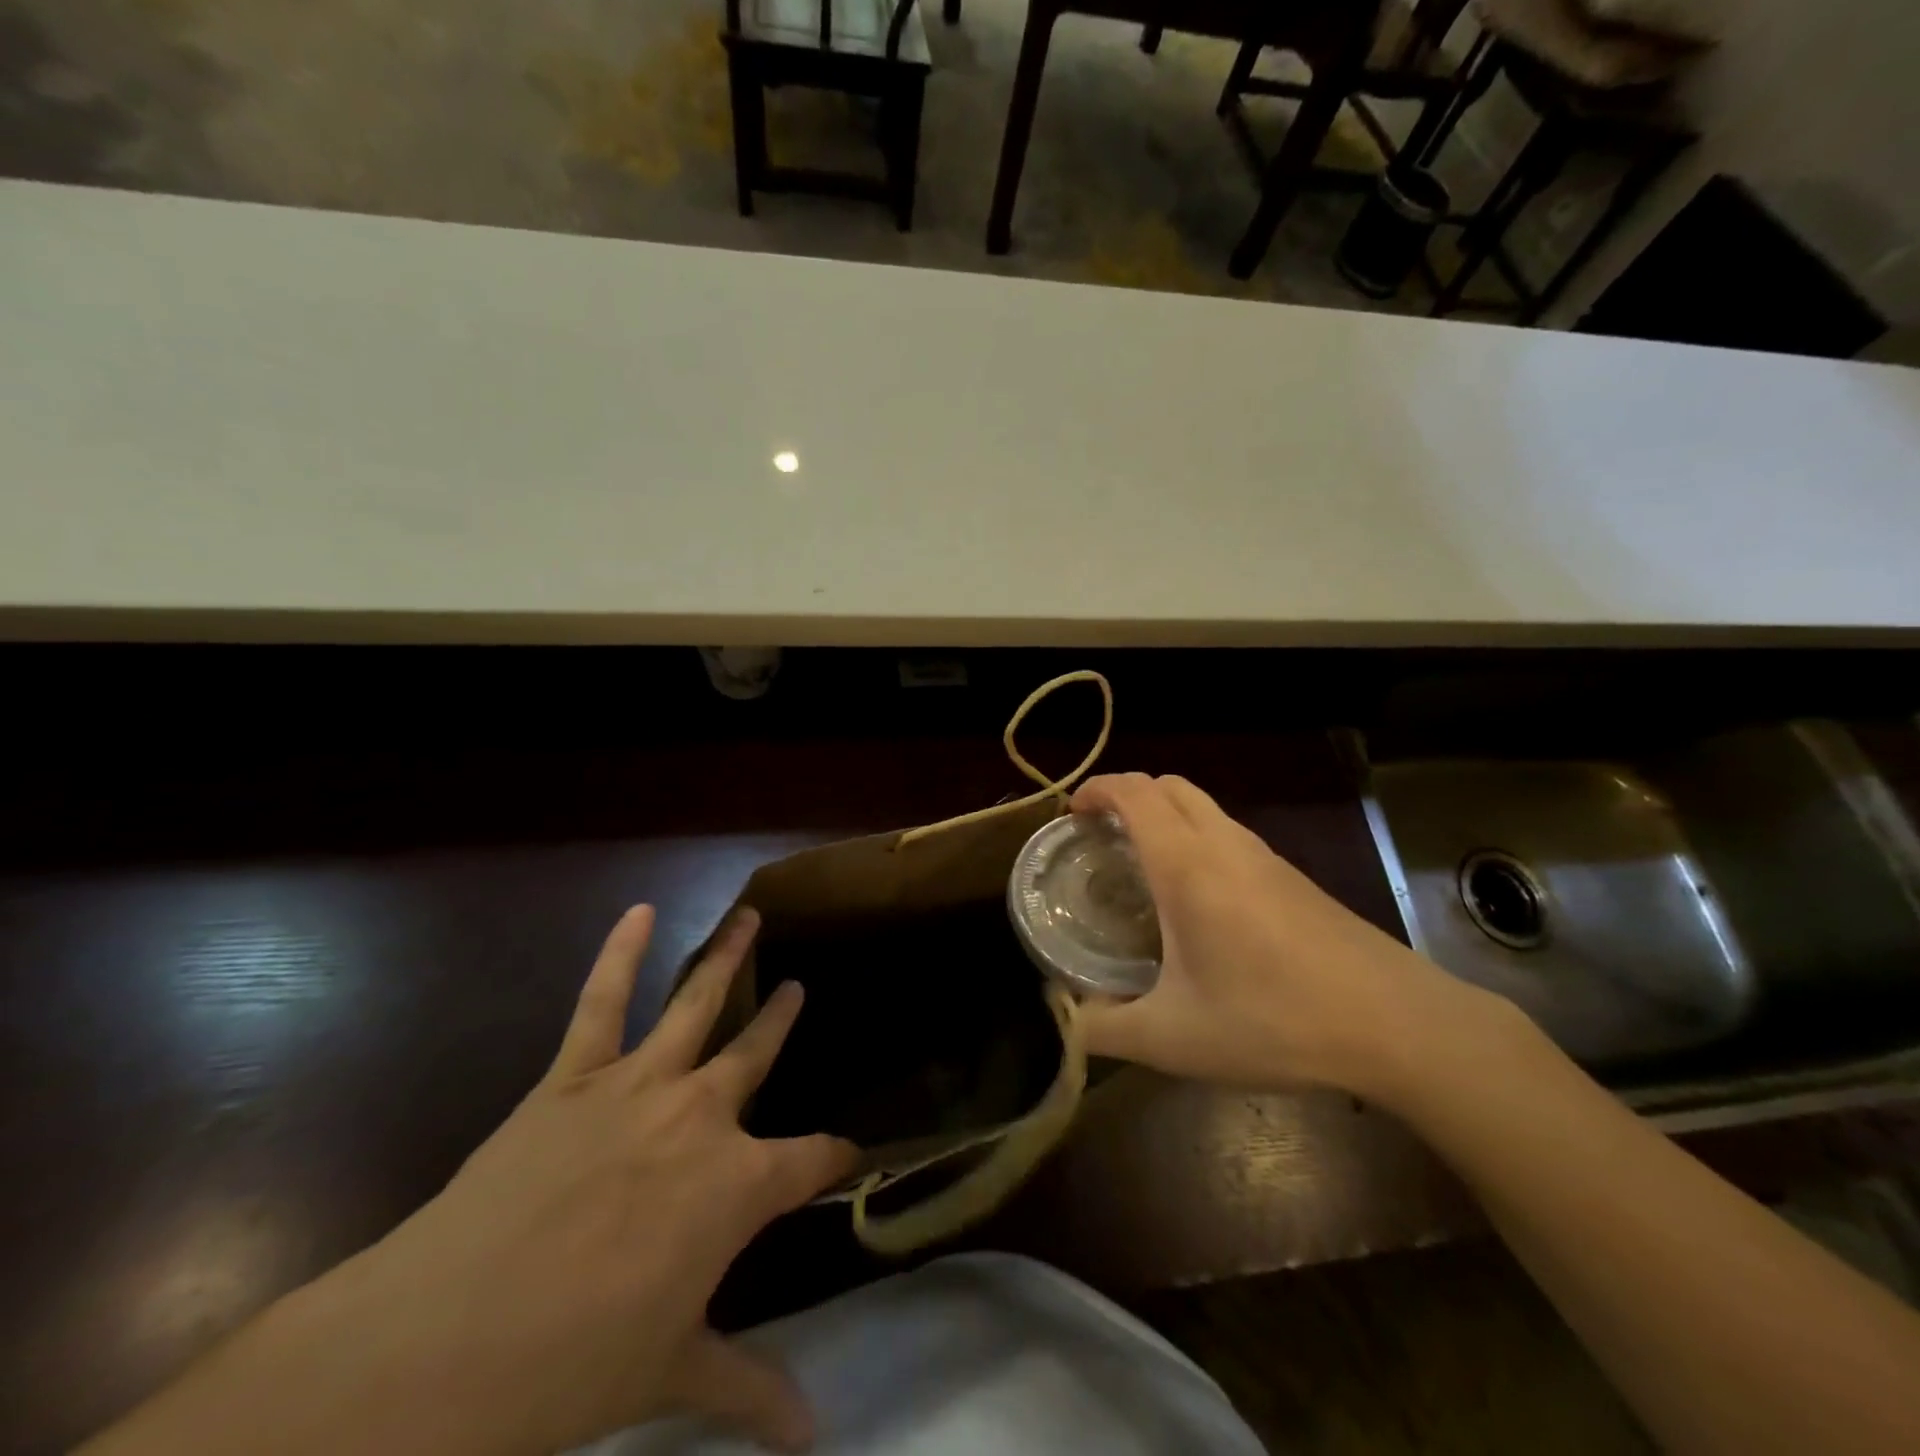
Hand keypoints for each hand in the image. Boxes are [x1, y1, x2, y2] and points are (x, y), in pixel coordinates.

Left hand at [87, 906, 855, 1455]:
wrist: (445, 1346)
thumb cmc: (575, 1365)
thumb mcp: (672, 1373)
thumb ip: (750, 1389)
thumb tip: (816, 1436)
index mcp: (739, 1184)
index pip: (814, 1158)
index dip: (836, 1156)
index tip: (849, 1153)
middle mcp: (703, 1115)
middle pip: (757, 1054)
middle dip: (781, 1020)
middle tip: (797, 988)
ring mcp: (639, 1084)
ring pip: (696, 1003)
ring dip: (725, 957)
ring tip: (749, 917)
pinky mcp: (574, 1075)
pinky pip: (600, 1000)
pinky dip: (620, 952)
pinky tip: (640, 912)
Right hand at [1071, 773, 1483, 1097]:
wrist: (1395, 1023)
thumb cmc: (1273, 1018)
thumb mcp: (1173, 1038)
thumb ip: (1104, 1029)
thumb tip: (1062, 1021)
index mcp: (1187, 864)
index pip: (1134, 793)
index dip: (1096, 789)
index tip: (1070, 814)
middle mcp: (1225, 844)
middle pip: (1169, 786)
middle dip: (1127, 795)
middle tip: (1100, 835)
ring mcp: (1265, 857)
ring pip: (1204, 807)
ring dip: (1165, 815)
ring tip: (1141, 864)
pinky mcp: (1292, 877)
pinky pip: (1229, 833)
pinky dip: (1196, 837)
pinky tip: (1197, 898)